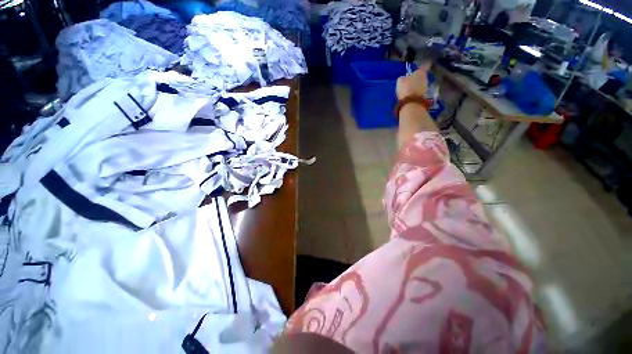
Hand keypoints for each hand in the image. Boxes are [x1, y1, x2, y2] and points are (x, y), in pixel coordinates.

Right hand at [396, 63, 430, 99]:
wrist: (411, 102)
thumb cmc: (406, 88)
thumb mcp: (400, 81)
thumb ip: (404, 78)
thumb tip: (404, 78)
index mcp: (420, 71)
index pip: (424, 65)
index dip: (424, 64)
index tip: (424, 64)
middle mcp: (425, 77)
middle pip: (422, 75)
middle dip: (418, 77)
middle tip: (412, 78)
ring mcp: (425, 87)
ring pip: (421, 83)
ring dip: (417, 84)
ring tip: (410, 87)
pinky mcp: (424, 95)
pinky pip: (419, 90)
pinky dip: (416, 91)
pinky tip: (411, 93)